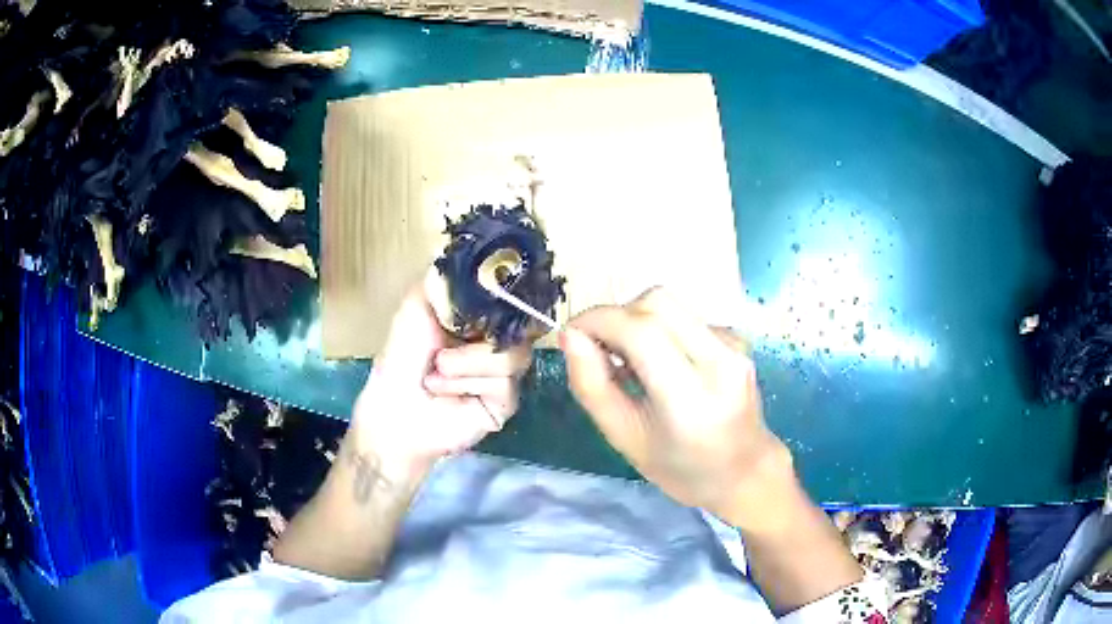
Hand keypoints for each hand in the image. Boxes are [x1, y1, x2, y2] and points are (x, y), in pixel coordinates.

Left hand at [349, 284, 531, 478]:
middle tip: (454, 336)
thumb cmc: (400, 359)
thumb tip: (466, 248)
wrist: (394, 410)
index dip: (511, 295)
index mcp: (480, 320)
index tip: (501, 289)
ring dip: (467, 362)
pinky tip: (444, 390)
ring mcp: (505, 374)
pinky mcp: (506, 403)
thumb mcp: (416, 308)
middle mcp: (497, 343)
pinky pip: (504, 383)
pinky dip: (468, 382)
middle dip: (482, 332)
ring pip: (513, 355)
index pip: (512, 301)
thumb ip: (443, 280)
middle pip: (523, 326)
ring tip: (436, 372)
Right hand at [559, 288, 792, 528]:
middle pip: (657, 302)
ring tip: (630, 361)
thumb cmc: (681, 468)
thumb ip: (592, 387)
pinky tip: (661, 364)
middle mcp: (720, 362)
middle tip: (600, 349)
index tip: (571, 333)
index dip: (598, 320)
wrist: (745, 471)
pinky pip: (685, 316)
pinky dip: (660, 329)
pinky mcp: (736, 339)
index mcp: (691, 399)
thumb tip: (570, 336)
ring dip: (637, 320)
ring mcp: (733, 346)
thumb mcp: (625, 439)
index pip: (641, 331)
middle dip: (616, 315)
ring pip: (671, 303)